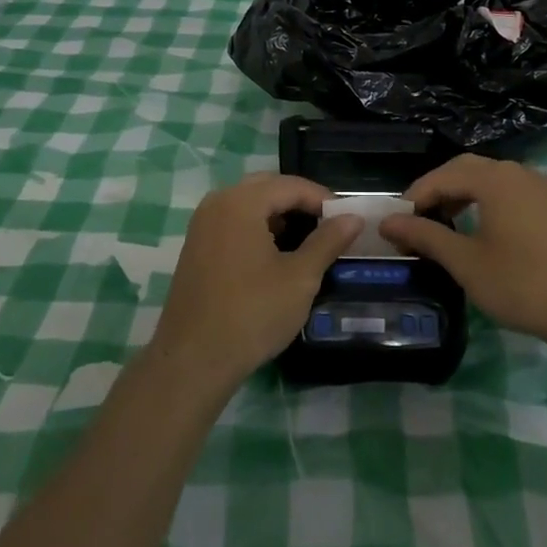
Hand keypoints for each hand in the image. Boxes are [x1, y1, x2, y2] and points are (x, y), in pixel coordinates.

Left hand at [150, 174, 361, 390]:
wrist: (193, 360)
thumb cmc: (252, 313)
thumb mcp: (300, 277)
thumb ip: (328, 241)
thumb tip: (353, 218)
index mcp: (241, 202)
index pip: (291, 185)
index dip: (323, 199)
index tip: (348, 219)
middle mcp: (217, 203)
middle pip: (267, 188)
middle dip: (300, 203)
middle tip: (329, 226)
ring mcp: (202, 225)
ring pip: (249, 205)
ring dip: (279, 215)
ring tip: (308, 241)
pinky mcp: (196, 247)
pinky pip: (233, 223)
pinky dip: (258, 228)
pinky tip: (276, 255)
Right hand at [380, 154, 546, 351]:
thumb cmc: (521, 283)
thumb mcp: (465, 262)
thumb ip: (425, 236)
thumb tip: (388, 222)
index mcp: (494, 179)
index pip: (442, 176)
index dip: (414, 197)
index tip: (395, 223)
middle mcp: (516, 172)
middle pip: (465, 169)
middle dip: (436, 190)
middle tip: (415, 220)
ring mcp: (537, 186)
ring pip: (487, 178)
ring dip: (460, 194)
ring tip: (441, 225)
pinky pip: (506, 190)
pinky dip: (483, 201)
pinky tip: (477, 229)